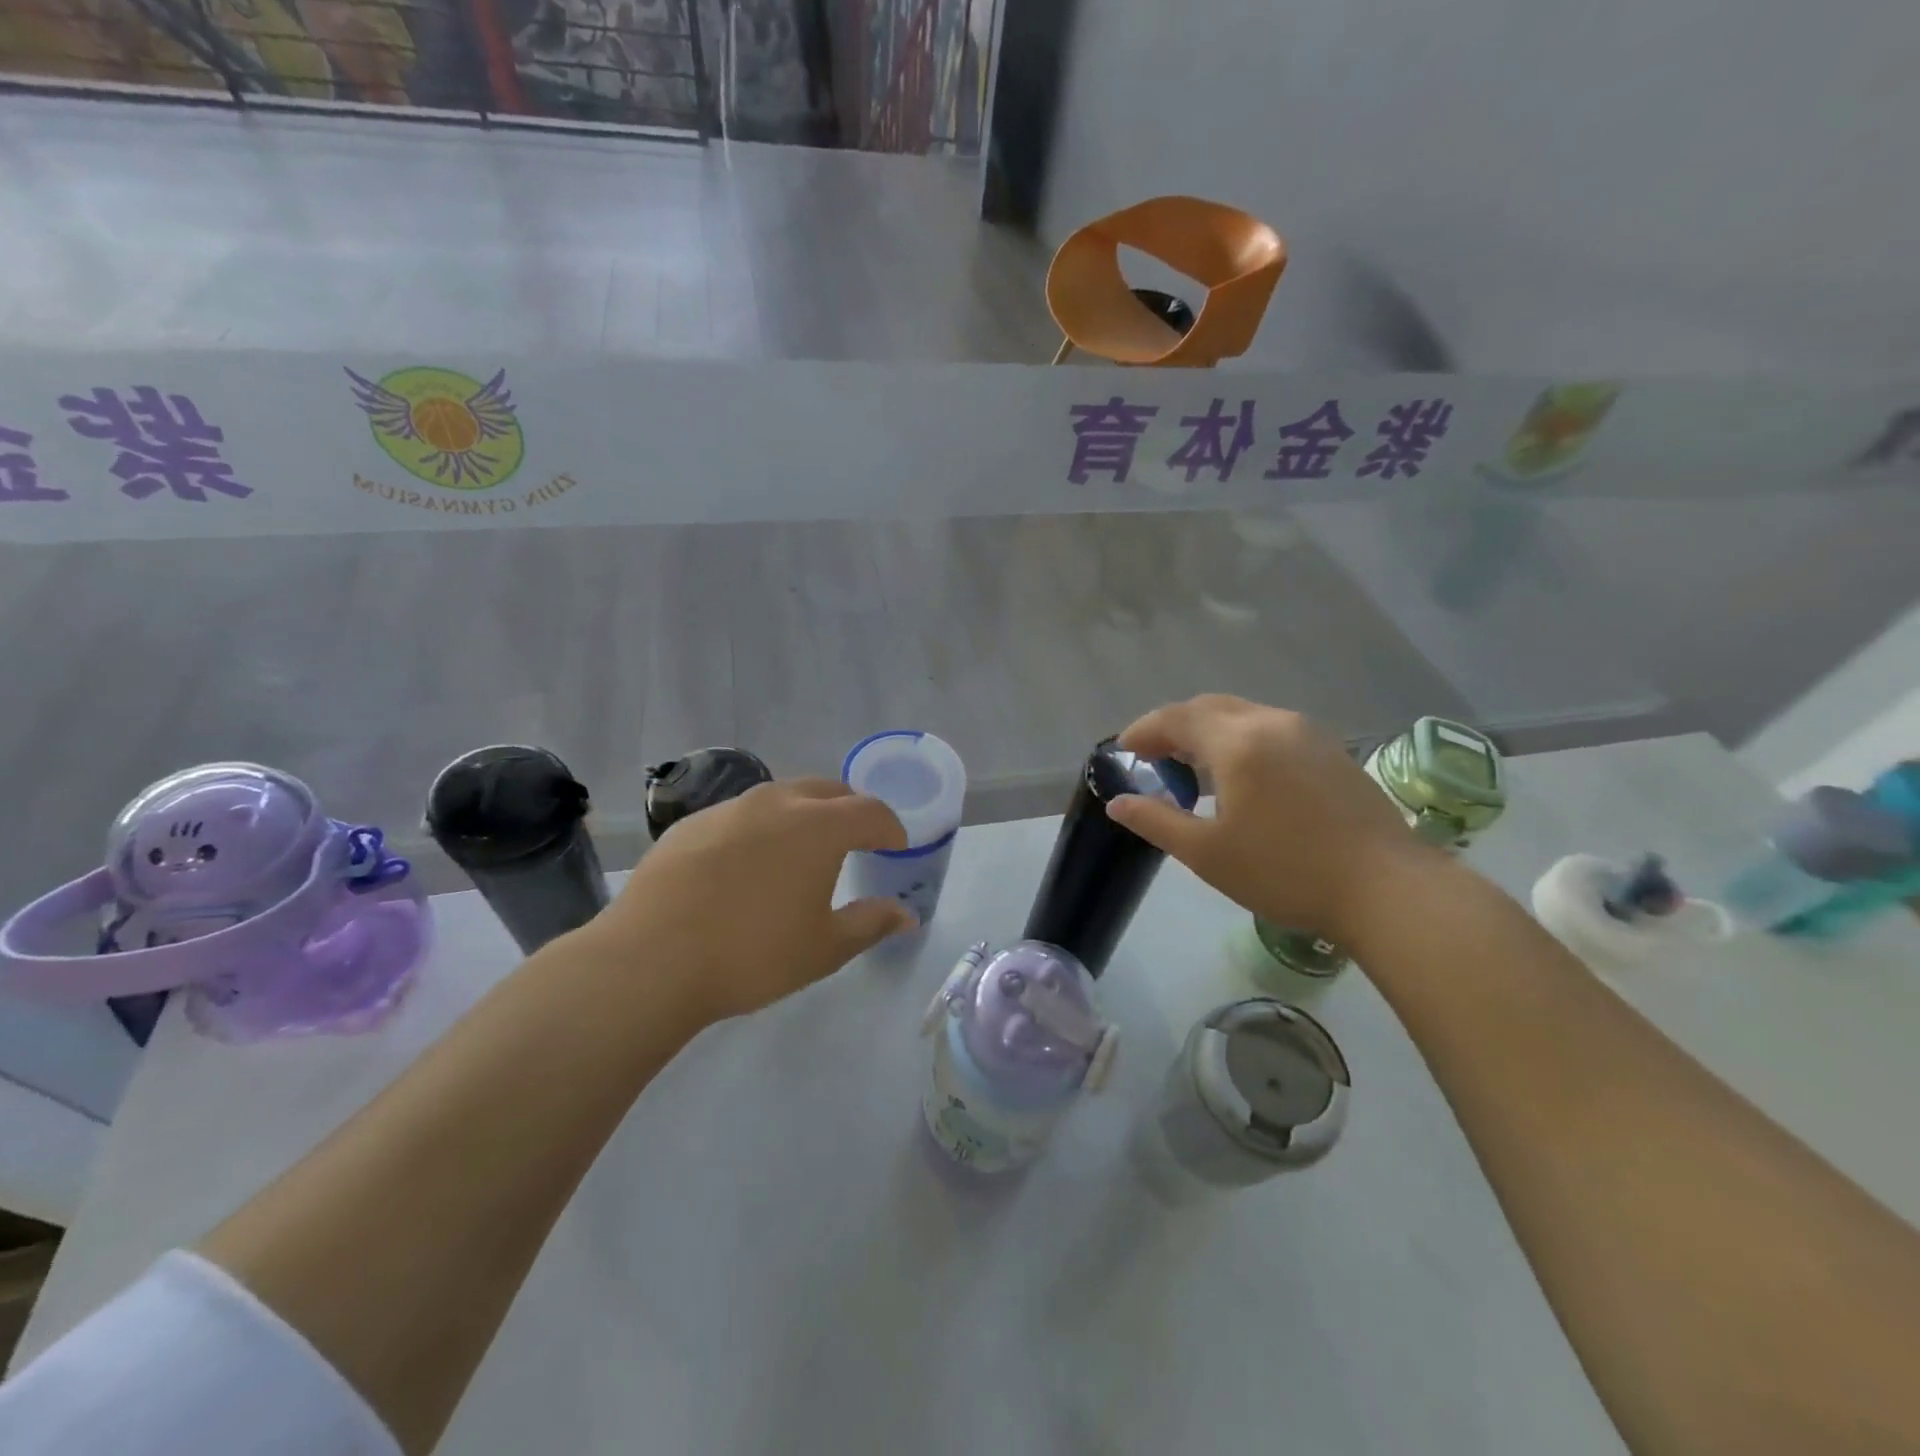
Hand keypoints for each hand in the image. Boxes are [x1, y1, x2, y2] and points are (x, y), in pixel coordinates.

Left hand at [582, 778, 914, 1023]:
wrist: (651, 960)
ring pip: (781, 797)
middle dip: (850, 810)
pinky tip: (747, 865)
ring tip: (802, 848)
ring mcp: (729, 808)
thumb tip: (906, 916)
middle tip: (856, 839)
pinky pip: (741, 815)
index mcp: (818, 827)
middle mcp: (776, 803)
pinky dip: (760, 829)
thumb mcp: (824, 948)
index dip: (890, 827)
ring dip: (804, 814)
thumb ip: (870, 924)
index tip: (896, 846)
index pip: (870, 811)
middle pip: (828, 790)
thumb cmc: (753, 954)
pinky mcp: (691, 824)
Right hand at [1108, 695, 1433, 940]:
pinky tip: (1240, 776)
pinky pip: (1270, 729)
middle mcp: (1271, 723)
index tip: (1122, 752)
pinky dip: (1240, 740)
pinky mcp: (1331, 750)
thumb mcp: (1207, 854)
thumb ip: (1156, 821)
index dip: (1143, 731)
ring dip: (1208, 732)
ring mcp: (1308, 733)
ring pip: (1243, 715)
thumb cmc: (1286, 871)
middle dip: (1173, 727)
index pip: (1176, 718)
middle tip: (1152, 757)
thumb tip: (1118, 803)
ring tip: (1191, 767)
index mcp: (1237, 742)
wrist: (1387, 889)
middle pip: (1209, 708)